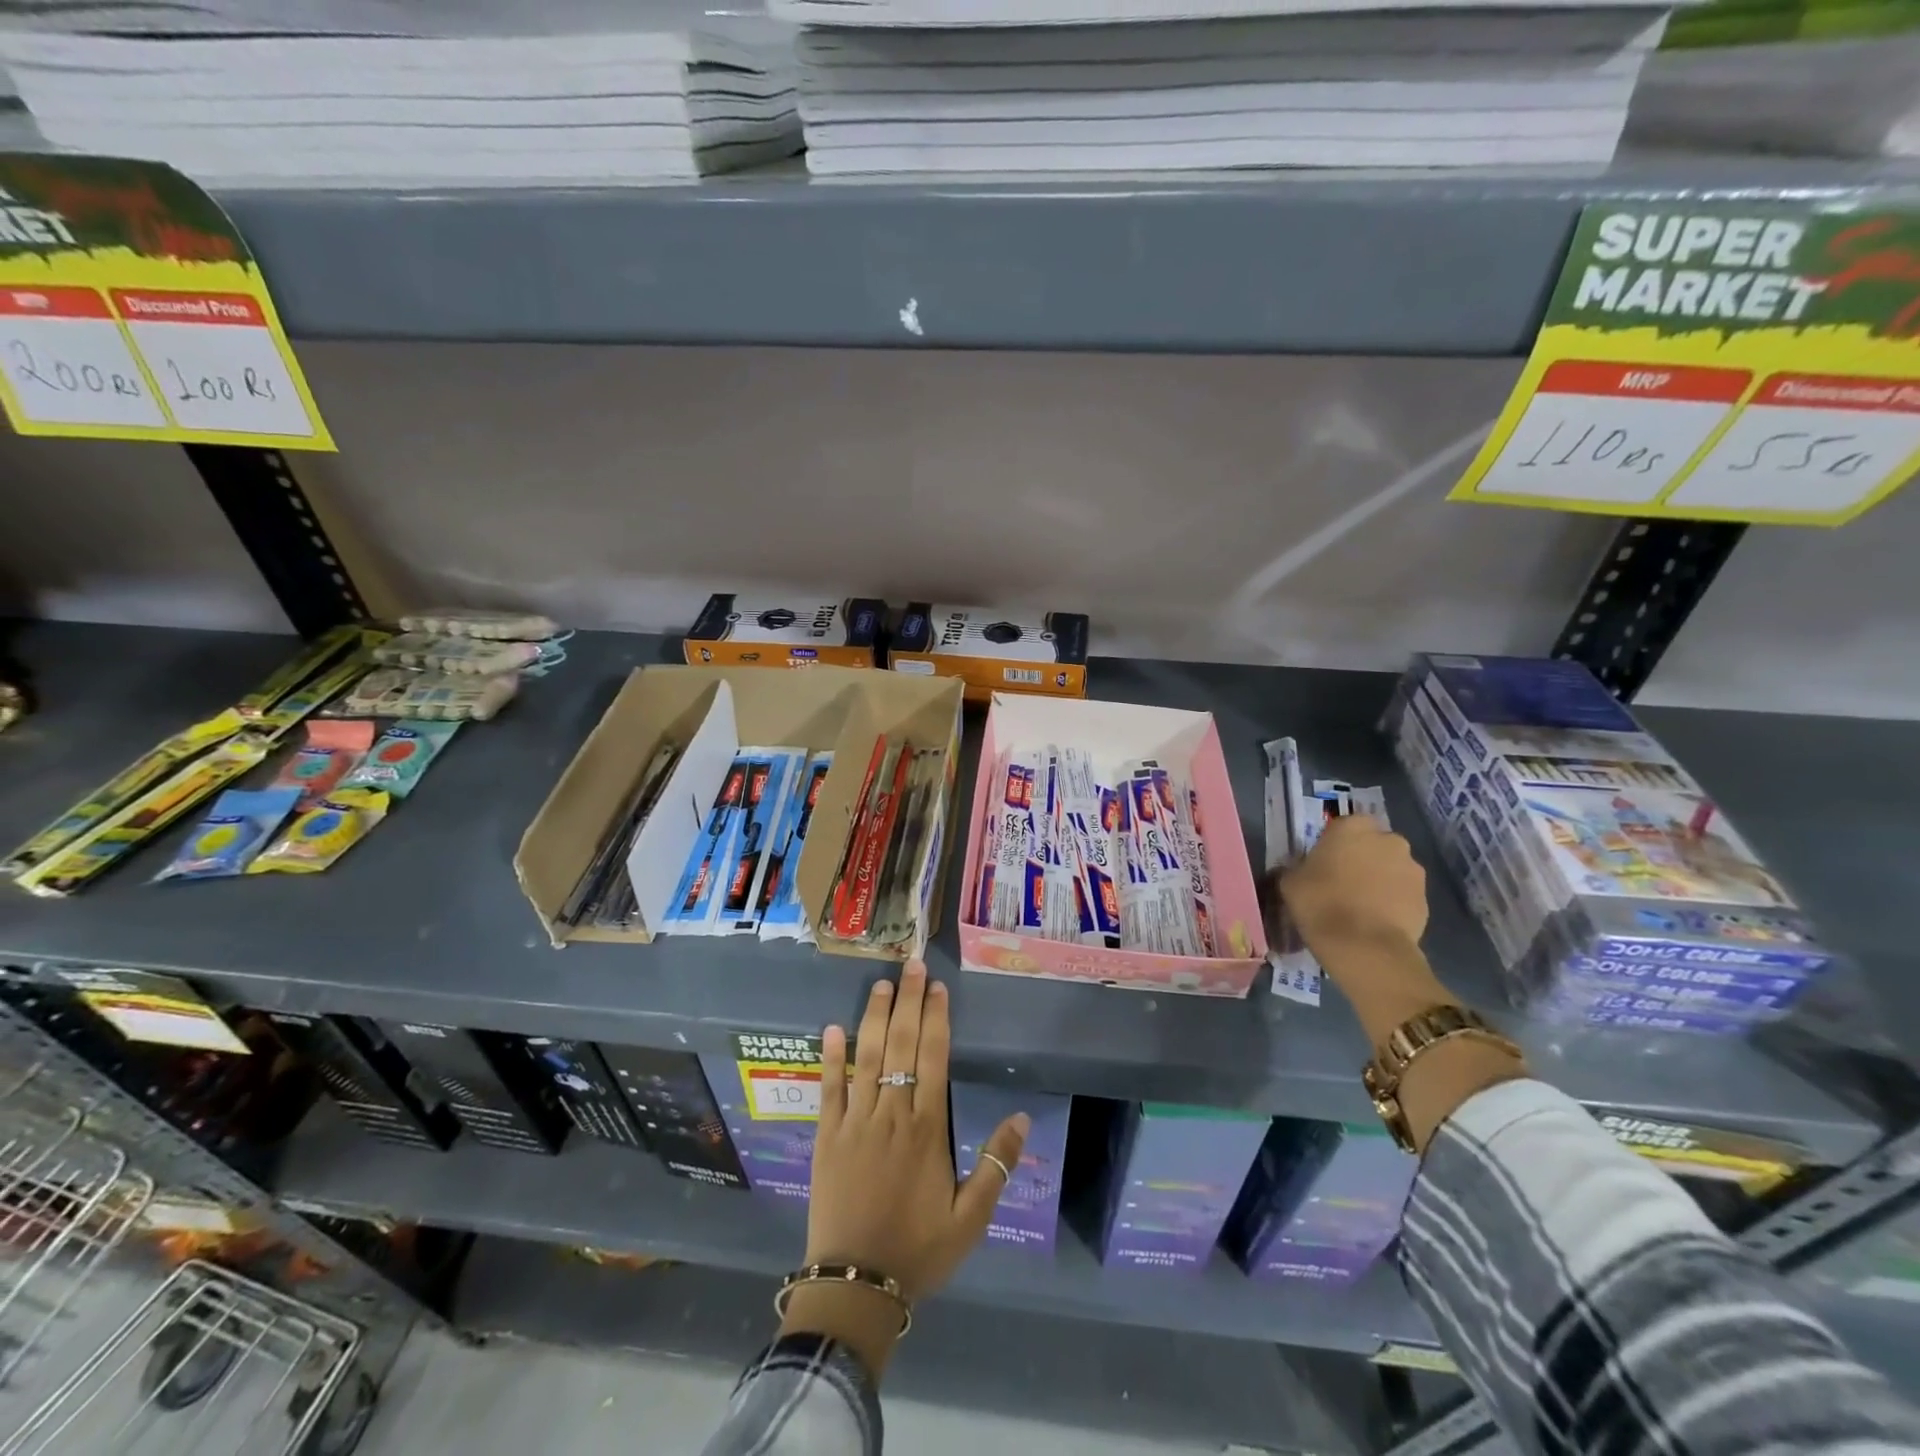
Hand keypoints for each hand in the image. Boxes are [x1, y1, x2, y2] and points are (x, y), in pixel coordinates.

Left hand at [781, 961, 1027, 1376]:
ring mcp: (856, 1121)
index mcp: (927, 1129)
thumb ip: (996, 1165)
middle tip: (912, 964)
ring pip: (867, 1057)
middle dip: (909, 1002)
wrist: (856, 1285)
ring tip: (882, 983)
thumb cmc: (918, 1249)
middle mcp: (891, 1114)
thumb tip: (1021, 1117)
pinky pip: (829, 1089)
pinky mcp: (827, 1136)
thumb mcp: (971, 1218)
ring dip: (875, 1017)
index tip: (938, 988)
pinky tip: (834, 1027)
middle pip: (902, 1046)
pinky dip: (831, 1057)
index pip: (934, 1058)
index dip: (936, 1019)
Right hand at [1280, 816, 1448, 1049]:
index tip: (1324, 863)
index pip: (1344, 825)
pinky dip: (1393, 902)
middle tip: (1343, 883)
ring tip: (1361, 906)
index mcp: (1352, 827)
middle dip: (1363, 859)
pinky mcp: (1426, 898)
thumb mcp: (1290, 883)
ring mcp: (1412, 869)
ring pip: (1392, 869)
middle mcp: (1388, 840)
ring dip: (1380, 880)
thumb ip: (1296, 868)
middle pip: (1373, 845)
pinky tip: (1376, 922)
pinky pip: (1404, 894)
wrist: (1365, 947)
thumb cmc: (1321, 904)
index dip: (1335, 844)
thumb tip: (1299, 870)